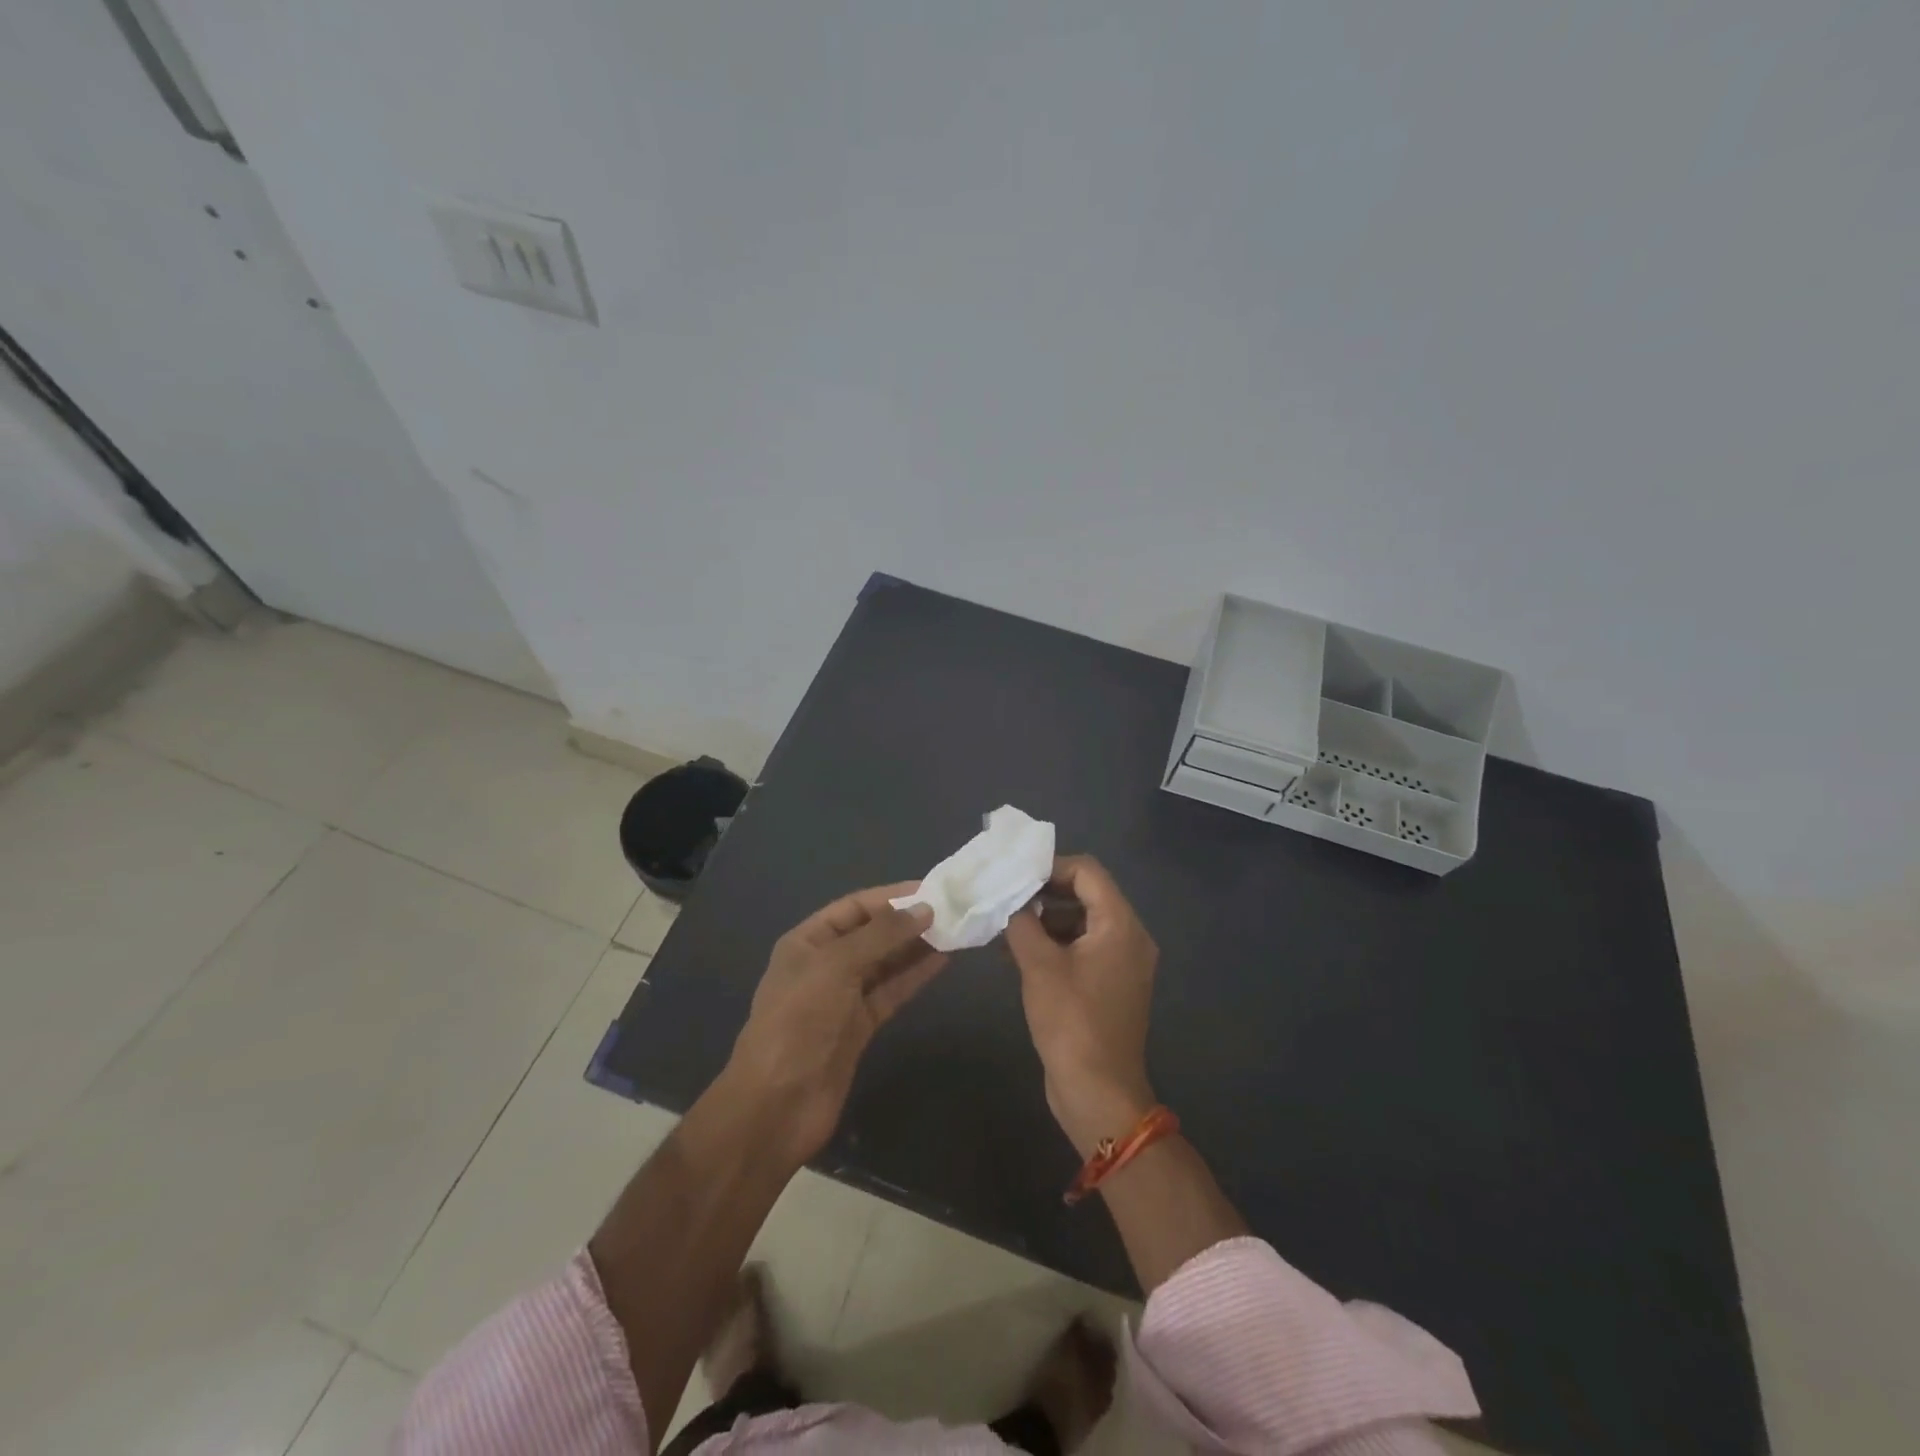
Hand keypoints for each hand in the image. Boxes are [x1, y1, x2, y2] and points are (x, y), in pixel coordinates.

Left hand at [726, 884, 947, 1162]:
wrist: (778, 1103)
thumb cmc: (799, 1020)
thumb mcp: (836, 965)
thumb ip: (882, 935)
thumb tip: (925, 910)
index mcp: (807, 942)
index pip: (854, 907)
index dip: (891, 897)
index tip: (931, 890)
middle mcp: (825, 964)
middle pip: (872, 934)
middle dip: (907, 921)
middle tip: (951, 910)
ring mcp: (842, 998)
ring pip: (885, 963)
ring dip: (916, 947)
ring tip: (954, 931)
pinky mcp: (860, 1027)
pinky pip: (891, 991)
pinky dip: (914, 976)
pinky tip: (942, 961)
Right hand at [1004, 856, 1158, 1156]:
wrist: (1098, 1093)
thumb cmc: (1071, 1022)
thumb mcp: (1039, 966)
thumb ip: (1022, 923)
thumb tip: (1011, 902)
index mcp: (1120, 925)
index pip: (1088, 872)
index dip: (1050, 867)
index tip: (1014, 875)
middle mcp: (1129, 937)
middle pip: (1087, 894)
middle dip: (1044, 893)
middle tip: (1005, 897)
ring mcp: (1122, 963)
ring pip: (1081, 922)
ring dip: (1045, 920)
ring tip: (1004, 927)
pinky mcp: (1111, 986)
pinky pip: (1083, 949)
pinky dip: (1054, 945)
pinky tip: (1016, 953)